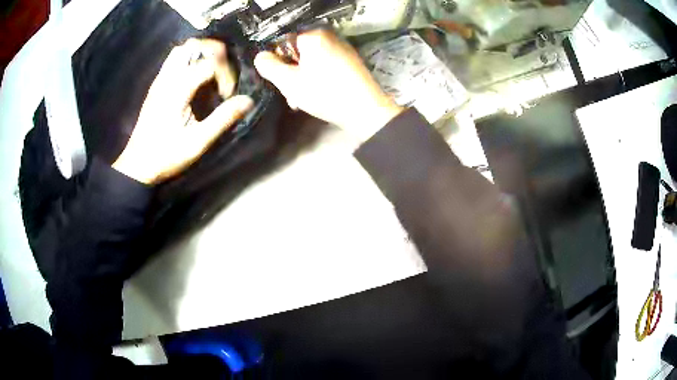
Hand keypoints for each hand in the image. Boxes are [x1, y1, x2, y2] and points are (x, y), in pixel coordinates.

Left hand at [113, 38, 252, 184]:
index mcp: (178, 90)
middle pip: (193, 46)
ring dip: (200, 53)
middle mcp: (167, 79)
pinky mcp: (156, 85)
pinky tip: (195, 76)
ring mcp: (160, 80)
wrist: (137, 165)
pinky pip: (173, 59)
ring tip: (211, 72)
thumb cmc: (166, 155)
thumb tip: (247, 100)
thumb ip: (222, 119)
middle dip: (215, 53)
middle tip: (223, 73)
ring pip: (182, 49)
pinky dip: (189, 59)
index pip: (210, 63)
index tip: (227, 95)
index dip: (225, 74)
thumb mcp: (197, 142)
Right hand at [254, 29, 402, 141]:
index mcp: (313, 36)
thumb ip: (269, 66)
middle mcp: (329, 37)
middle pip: (297, 52)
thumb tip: (260, 56)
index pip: (283, 42)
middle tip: (292, 94)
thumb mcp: (289, 82)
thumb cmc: (325, 93)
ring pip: (311, 61)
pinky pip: (325, 65)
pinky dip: (317, 78)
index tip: (280, 80)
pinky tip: (318, 95)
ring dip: (302, 79)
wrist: (365, 109)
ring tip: (303, 99)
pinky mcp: (349, 61)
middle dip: (291, 74)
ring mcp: (341, 48)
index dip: (277, 62)